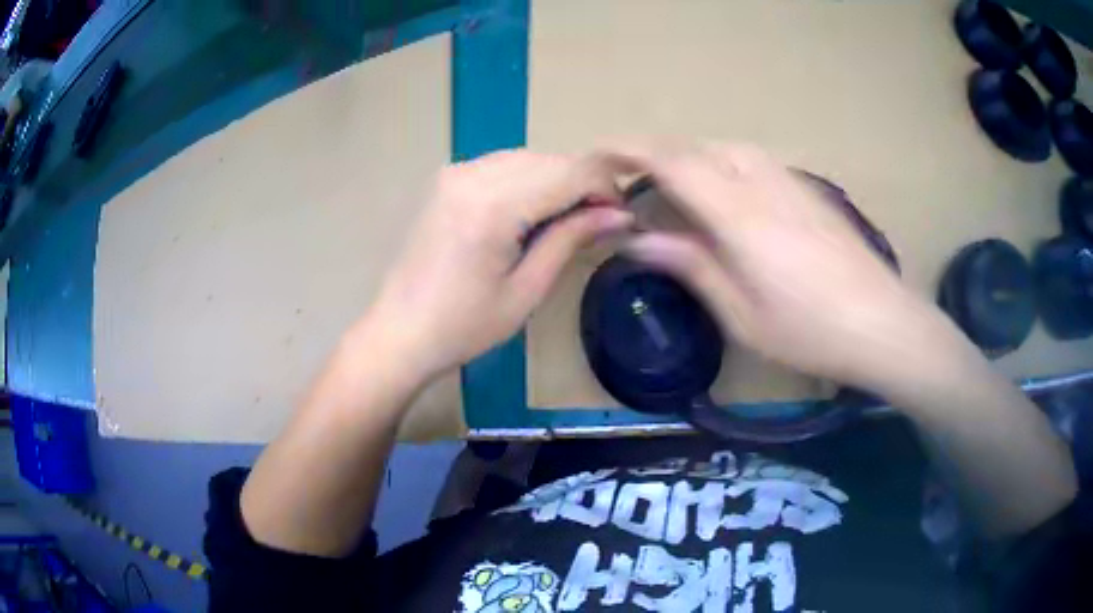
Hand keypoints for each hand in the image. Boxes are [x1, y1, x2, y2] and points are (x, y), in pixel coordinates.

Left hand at [362, 149, 633, 381]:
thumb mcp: (527, 290)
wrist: (401, 331)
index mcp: (493, 207)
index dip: (605, 187)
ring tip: (568, 218)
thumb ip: (571, 239)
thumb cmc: (464, 327)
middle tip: (600, 220)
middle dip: (584, 183)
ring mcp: (455, 172)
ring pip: (529, 157)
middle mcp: (472, 175)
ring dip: (557, 179)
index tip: (621, 216)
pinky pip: (503, 164)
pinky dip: (529, 178)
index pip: (570, 172)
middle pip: (550, 159)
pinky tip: (532, 210)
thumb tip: (619, 215)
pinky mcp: (447, 178)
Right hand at [612, 141, 957, 393]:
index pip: (672, 163)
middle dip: (654, 154)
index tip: (598, 154)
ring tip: (672, 187)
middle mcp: (761, 182)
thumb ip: (690, 266)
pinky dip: (720, 164)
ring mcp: (788, 181)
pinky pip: (751, 159)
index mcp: (739, 214)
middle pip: (696, 147)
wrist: (882, 323)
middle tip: (629, 182)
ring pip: (725, 148)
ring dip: (689, 157)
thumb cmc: (809, 331)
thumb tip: (637, 239)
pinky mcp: (806, 189)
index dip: (629, 151)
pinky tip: (724, 194)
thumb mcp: (741, 313)